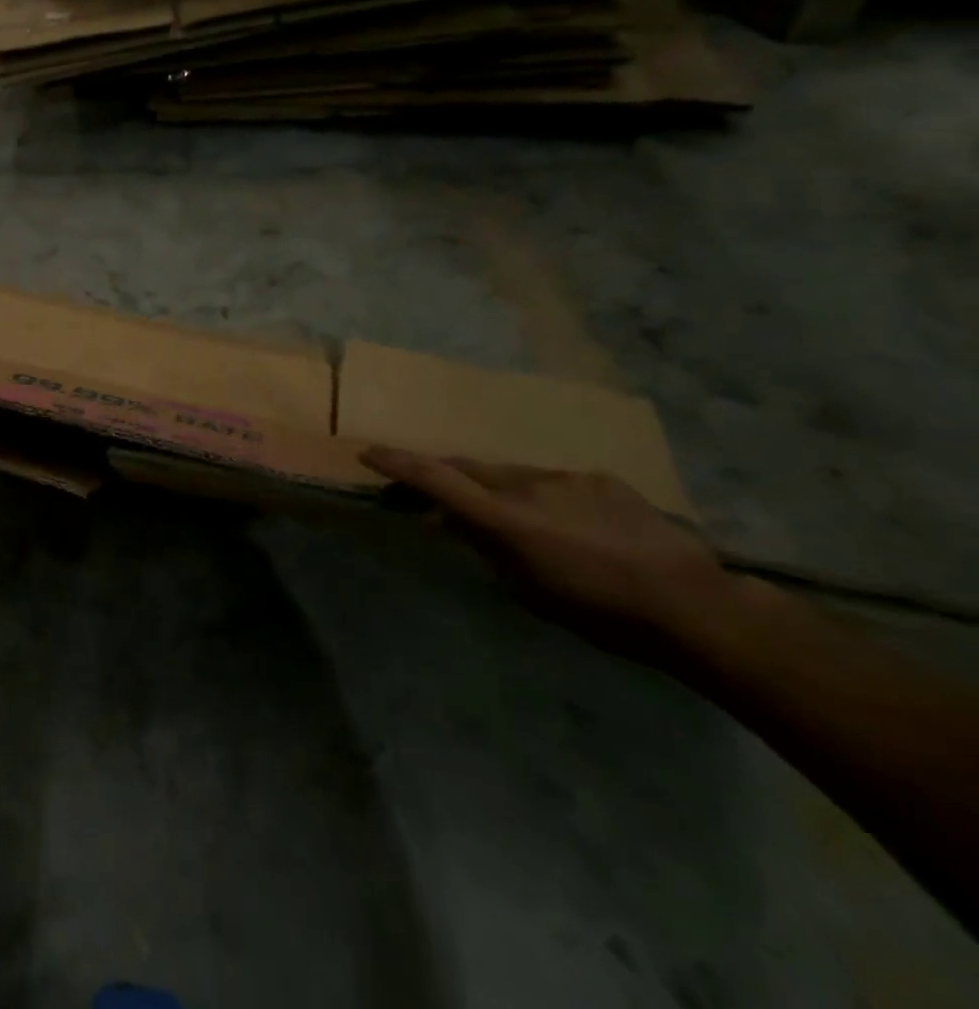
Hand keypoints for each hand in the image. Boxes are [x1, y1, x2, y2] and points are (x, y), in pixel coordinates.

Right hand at [361, 447, 734, 663]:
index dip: (398, 464)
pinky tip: (571, 527)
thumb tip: (444, 521)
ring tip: (518, 524)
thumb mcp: (527, 590)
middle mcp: (528, 485)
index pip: (437, 479)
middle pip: (469, 470)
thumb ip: (482, 547)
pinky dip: (545, 498)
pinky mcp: (599, 479)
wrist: (695, 605)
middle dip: (446, 477)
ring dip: (500, 492)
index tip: (368, 452)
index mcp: (505, 518)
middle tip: (435, 496)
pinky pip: (554, 483)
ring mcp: (566, 478)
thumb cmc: (600, 612)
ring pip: (513, 476)